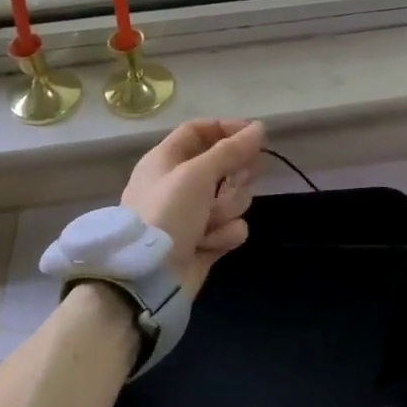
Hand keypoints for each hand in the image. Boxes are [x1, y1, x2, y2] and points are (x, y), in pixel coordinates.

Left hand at [121, 119, 266, 293]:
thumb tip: (259, 127)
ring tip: (210, 223)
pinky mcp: (206, 241)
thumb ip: (231, 150)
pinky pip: (232, 227)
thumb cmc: (166, 214)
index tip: (255, 135)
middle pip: (223, 164)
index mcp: (167, 160)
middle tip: (240, 180)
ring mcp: (194, 214)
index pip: (200, 131)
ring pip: (233, 197)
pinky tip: (208, 243)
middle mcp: (180, 183)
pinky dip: (224, 234)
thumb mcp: (197, 174)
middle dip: (235, 175)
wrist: (146, 278)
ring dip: (227, 209)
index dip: (227, 129)